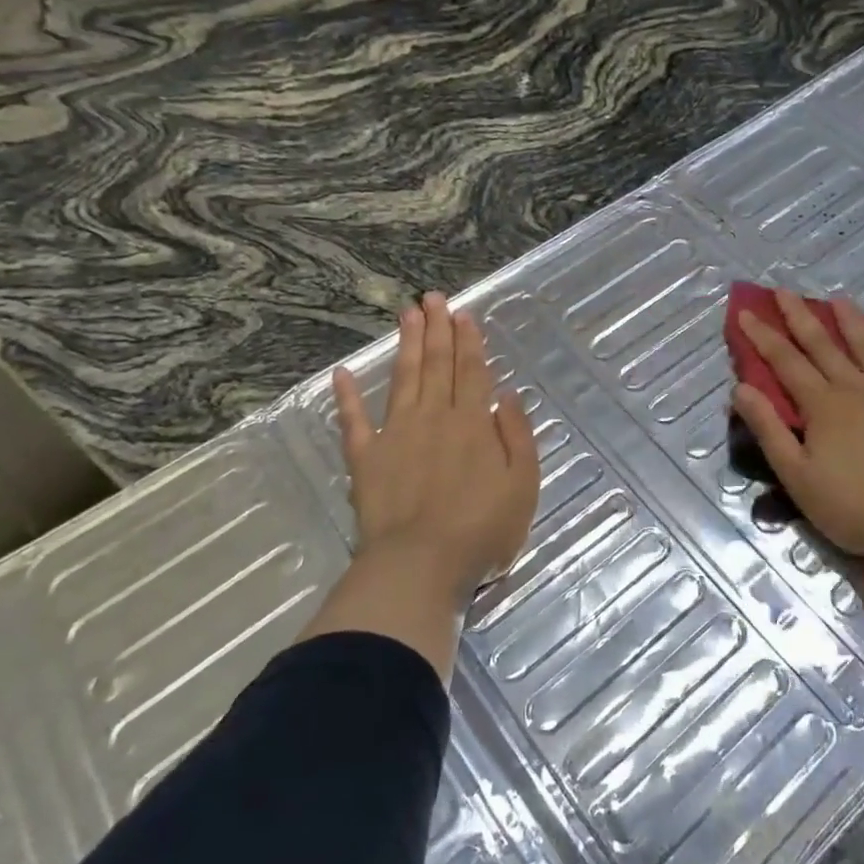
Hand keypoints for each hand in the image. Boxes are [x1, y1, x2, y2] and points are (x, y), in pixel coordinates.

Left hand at [333, 291, 538, 602]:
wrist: (420, 566)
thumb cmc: (481, 531)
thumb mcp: (523, 486)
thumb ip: (518, 437)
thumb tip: (509, 397)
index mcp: (472, 423)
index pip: (471, 371)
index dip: (468, 341)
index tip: (462, 313)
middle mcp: (433, 418)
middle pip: (437, 365)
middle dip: (436, 329)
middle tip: (431, 297)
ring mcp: (396, 435)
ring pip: (403, 379)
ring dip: (406, 345)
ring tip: (405, 314)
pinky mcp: (366, 459)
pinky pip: (354, 422)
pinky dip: (347, 397)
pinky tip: (340, 374)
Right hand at [733, 288, 863, 568]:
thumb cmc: (856, 507)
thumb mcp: (797, 476)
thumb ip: (769, 429)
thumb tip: (740, 388)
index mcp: (823, 405)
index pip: (785, 362)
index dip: (763, 336)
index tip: (746, 311)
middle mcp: (858, 389)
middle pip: (824, 345)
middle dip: (800, 316)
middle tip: (784, 291)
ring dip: (854, 322)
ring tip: (841, 299)